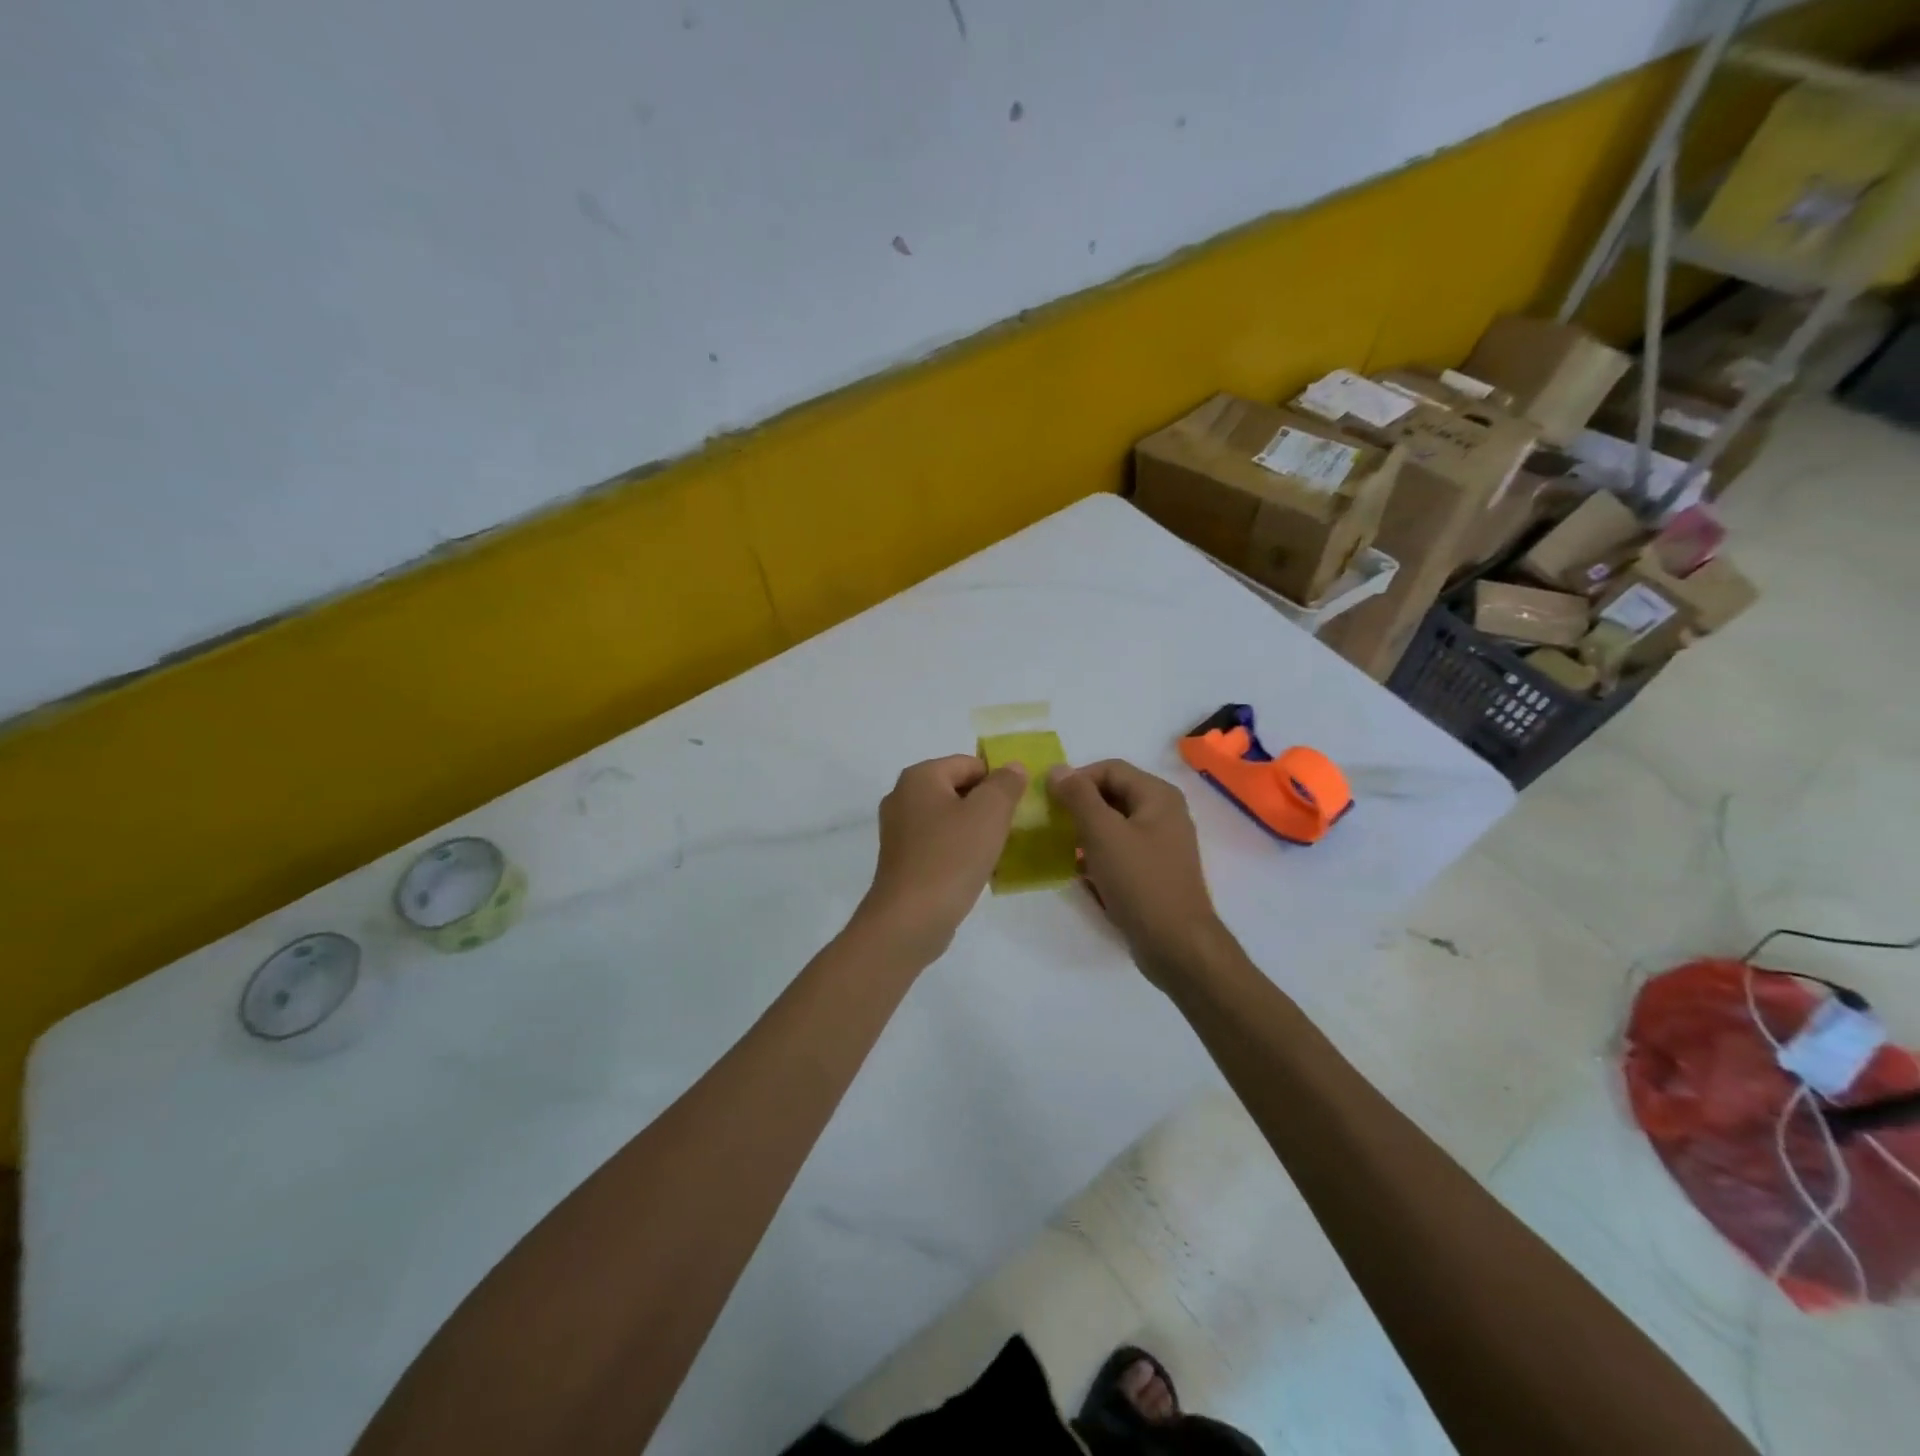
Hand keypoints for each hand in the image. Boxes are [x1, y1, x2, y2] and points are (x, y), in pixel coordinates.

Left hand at [855, 755, 1027, 963]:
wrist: (910, 919)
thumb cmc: (951, 857)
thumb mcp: (990, 813)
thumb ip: (1006, 784)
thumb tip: (1013, 767)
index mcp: (919, 776)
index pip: (970, 764)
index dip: (998, 782)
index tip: (1016, 809)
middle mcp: (902, 796)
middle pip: (958, 789)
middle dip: (986, 806)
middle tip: (1008, 830)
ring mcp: (898, 830)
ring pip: (949, 818)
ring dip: (974, 830)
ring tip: (994, 852)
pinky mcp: (901, 859)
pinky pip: (938, 843)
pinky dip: (958, 850)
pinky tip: (974, 870)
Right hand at [1047, 759, 1226, 987]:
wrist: (1176, 944)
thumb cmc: (1139, 881)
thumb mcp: (1102, 833)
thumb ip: (1078, 796)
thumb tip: (1057, 769)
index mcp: (1158, 796)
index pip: (1109, 769)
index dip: (1077, 779)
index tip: (1050, 801)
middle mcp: (1164, 813)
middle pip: (1113, 795)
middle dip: (1080, 806)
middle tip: (1052, 824)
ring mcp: (1161, 844)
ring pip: (1114, 825)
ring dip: (1086, 832)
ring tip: (1061, 848)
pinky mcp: (1154, 872)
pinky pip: (1121, 851)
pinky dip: (1099, 855)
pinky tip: (1080, 873)